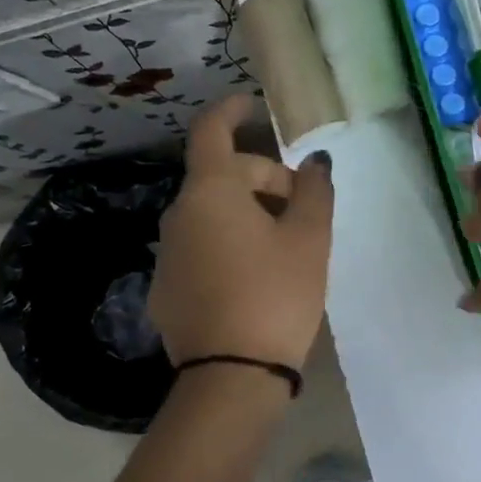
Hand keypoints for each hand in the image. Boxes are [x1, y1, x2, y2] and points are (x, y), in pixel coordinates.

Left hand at [149, 95, 334, 370]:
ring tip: (284, 244)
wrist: (232, 375)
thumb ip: (315, 192)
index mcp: (210, 193)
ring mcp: (167, 255)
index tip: (252, 105)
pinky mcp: (165, 290)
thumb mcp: (310, 241)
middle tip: (302, 206)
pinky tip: (255, 278)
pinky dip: (227, 245)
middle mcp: (178, 216)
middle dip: (261, 178)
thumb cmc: (276, 294)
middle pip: (219, 177)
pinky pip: (200, 249)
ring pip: (210, 215)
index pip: (212, 132)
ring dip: (246, 214)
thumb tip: (314, 163)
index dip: (231, 111)